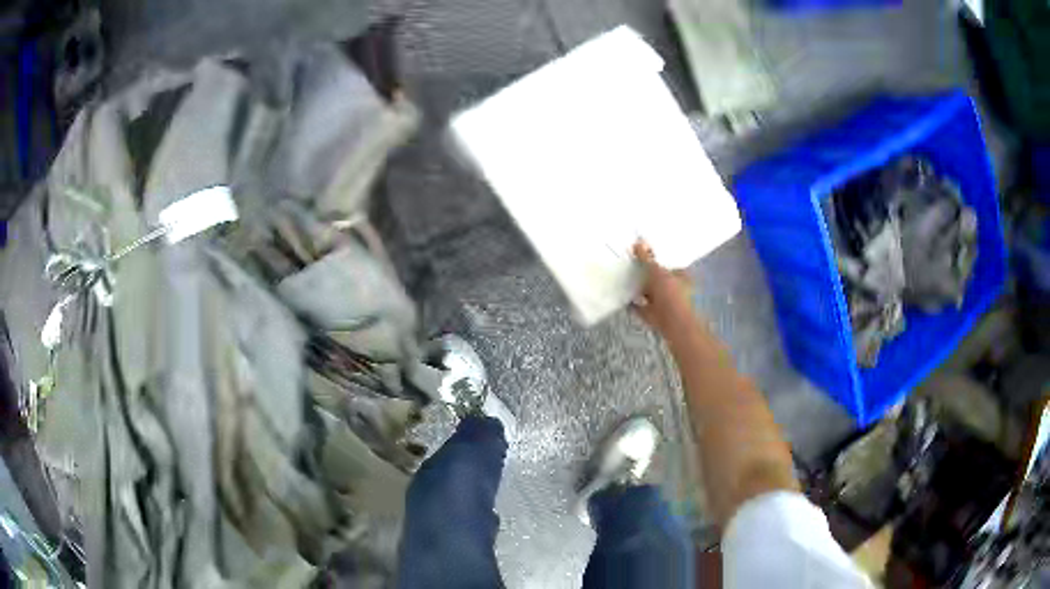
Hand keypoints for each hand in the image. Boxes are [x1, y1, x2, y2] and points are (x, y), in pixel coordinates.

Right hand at [631, 240, 694, 335]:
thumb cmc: (670, 293)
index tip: (643, 248)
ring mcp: (663, 302)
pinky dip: (632, 302)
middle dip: (645, 271)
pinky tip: (621, 294)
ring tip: (623, 275)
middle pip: (657, 277)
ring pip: (648, 292)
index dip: (657, 256)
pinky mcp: (652, 314)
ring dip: (638, 287)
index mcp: (680, 275)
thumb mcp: (657, 271)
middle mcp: (673, 288)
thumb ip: (647, 258)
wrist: (672, 323)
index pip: (668, 262)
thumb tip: (638, 242)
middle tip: (629, 260)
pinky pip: (640, 306)